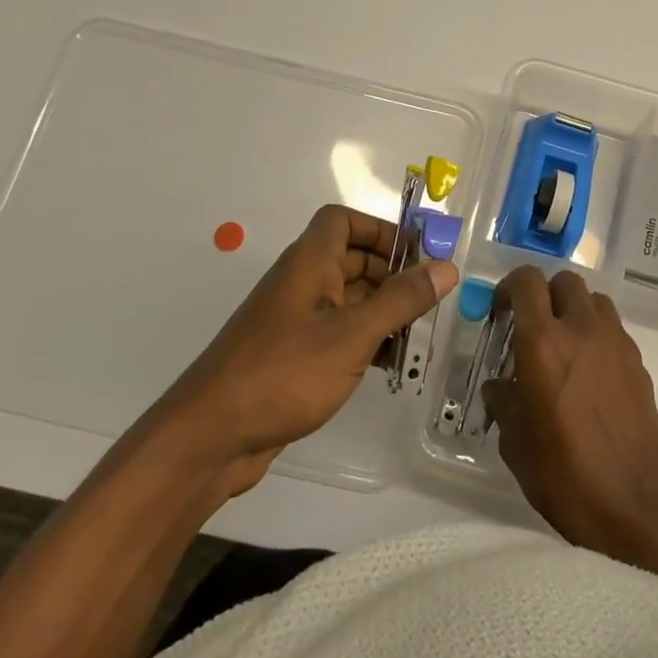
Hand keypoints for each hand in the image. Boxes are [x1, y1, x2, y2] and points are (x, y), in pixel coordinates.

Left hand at [157, 205, 456, 496]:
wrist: (211, 437)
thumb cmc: (284, 372)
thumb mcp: (353, 334)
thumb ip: (401, 300)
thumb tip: (446, 267)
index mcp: (310, 262)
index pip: (343, 220)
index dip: (380, 230)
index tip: (415, 256)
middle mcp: (302, 283)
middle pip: (353, 260)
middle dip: (393, 276)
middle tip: (430, 303)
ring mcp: (296, 321)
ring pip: (350, 300)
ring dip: (384, 313)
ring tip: (419, 340)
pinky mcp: (294, 356)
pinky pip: (339, 334)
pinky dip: (366, 341)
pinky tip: (390, 366)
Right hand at [482, 267, 657, 566]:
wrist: (637, 504)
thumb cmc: (566, 476)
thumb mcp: (516, 443)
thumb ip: (504, 402)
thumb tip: (500, 386)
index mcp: (543, 343)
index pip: (526, 281)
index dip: (509, 288)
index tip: (501, 314)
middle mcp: (581, 329)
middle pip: (564, 280)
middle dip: (545, 295)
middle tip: (532, 327)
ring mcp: (615, 342)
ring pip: (593, 299)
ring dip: (574, 310)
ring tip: (563, 345)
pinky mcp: (637, 361)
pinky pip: (612, 328)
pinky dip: (595, 334)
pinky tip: (588, 372)